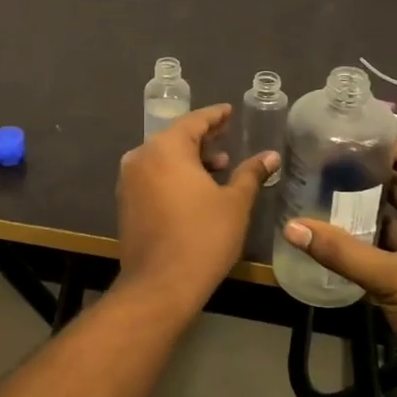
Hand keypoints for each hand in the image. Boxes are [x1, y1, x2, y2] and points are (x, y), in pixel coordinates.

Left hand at [116, 105, 277, 306]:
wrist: (160, 284)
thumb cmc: (203, 237)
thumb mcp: (234, 203)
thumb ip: (250, 173)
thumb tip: (270, 156)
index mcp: (166, 148)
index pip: (194, 121)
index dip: (215, 116)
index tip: (229, 111)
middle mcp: (141, 157)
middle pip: (175, 138)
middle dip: (203, 138)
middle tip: (228, 137)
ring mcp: (129, 180)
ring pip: (163, 159)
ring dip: (190, 159)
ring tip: (220, 167)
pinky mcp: (126, 202)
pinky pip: (153, 176)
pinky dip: (174, 175)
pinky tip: (196, 189)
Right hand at [282, 140, 396, 395]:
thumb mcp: (391, 278)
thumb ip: (340, 251)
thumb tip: (291, 227)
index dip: (377, 145)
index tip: (336, 135)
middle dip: (362, 177)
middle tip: (316, 164)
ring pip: (394, 218)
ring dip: (362, 210)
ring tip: (317, 193)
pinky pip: (393, 244)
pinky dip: (368, 239)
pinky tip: (333, 235)